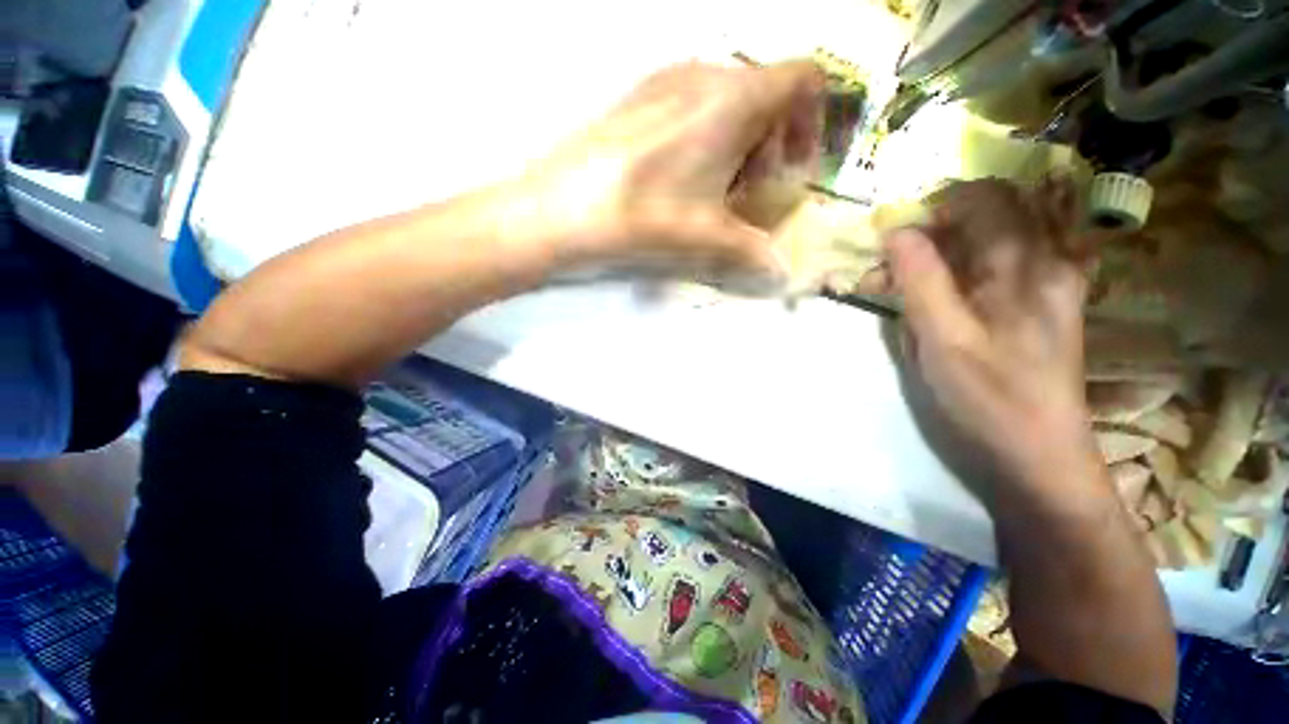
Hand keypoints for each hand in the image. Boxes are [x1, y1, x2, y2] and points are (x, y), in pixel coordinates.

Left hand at [505, 60, 823, 292]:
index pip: (803, 80)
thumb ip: (753, 253)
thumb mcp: (707, 238)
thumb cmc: (644, 214)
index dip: (813, 121)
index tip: (795, 166)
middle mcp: (705, 74)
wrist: (561, 205)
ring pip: (728, 98)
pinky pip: (692, 103)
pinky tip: (681, 175)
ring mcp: (666, 80)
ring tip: (715, 188)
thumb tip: (782, 273)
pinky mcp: (638, 95)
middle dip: (772, 142)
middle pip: (765, 93)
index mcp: (734, 98)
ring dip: (738, 141)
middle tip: (752, 190)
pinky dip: (705, 134)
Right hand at [886, 180, 1097, 497]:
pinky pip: (996, 264)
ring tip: (903, 285)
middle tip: (891, 265)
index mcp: (1029, 264)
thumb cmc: (990, 397)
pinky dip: (958, 270)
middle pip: (987, 214)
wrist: (1038, 452)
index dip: (931, 207)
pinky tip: (936, 299)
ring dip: (941, 252)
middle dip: (932, 231)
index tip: (892, 239)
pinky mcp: (1041, 301)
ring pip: (989, 239)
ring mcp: (1049, 280)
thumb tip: (896, 231)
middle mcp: (1047, 260)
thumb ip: (920, 280)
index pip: (983, 198)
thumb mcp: (943, 339)